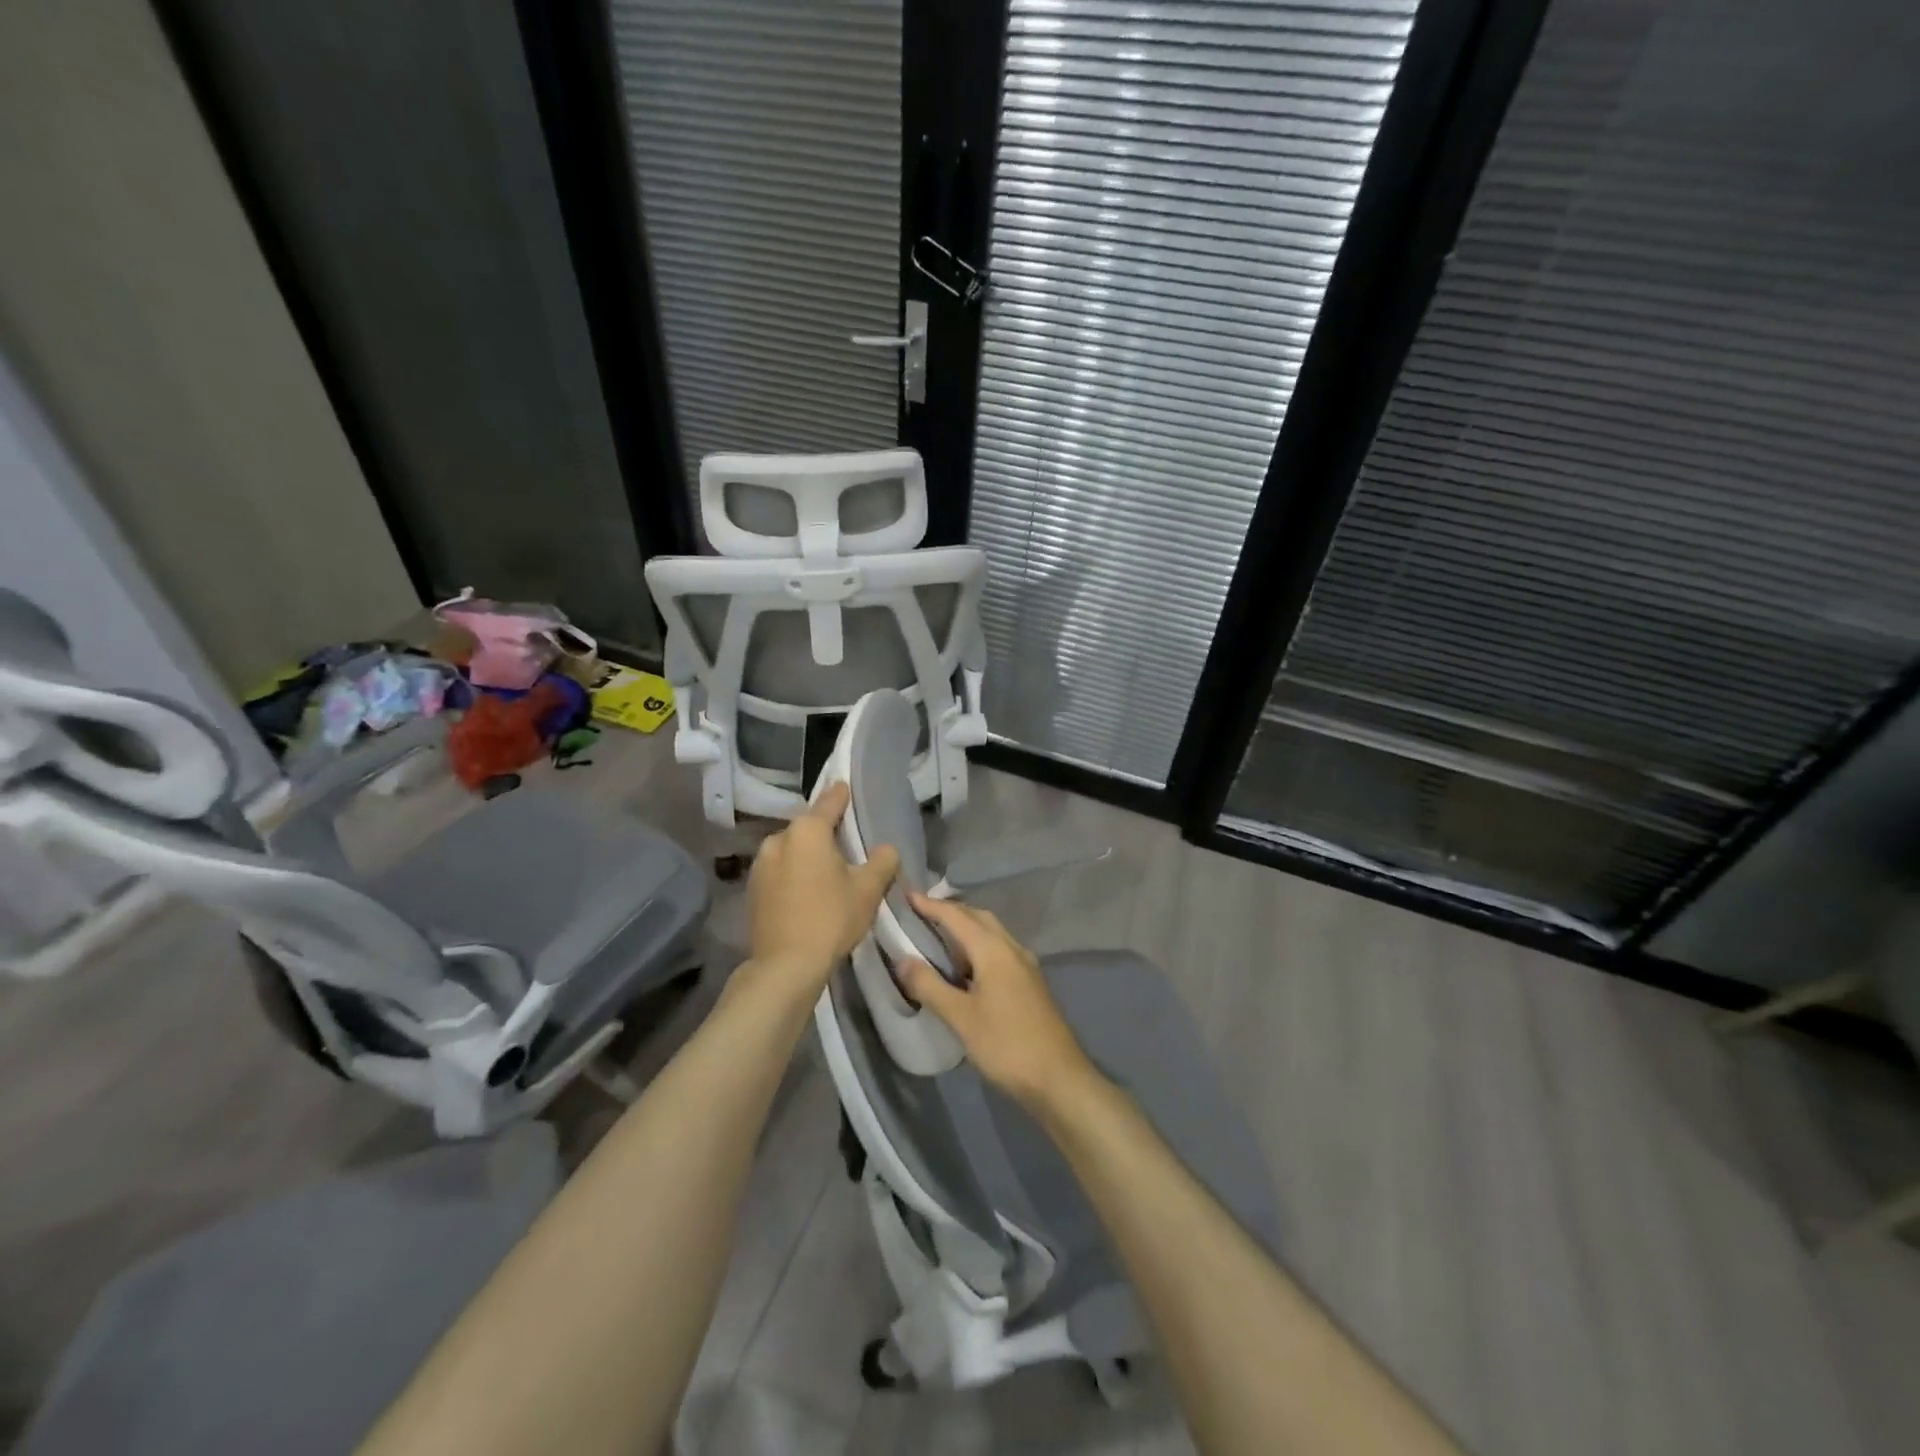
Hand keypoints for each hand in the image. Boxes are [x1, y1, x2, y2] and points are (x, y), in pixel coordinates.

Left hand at [745, 782, 898, 992]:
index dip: (843, 795)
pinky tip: (807, 893)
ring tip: (827, 874)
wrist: (786, 966)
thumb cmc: (831, 918)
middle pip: (809, 828)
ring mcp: (760, 864)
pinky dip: (794, 875)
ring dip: (808, 856)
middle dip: (826, 834)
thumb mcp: (868, 889)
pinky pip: (780, 871)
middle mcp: (778, 838)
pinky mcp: (751, 889)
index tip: (848, 788)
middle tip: (847, 847)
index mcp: (807, 830)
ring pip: (792, 850)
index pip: (830, 801)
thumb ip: (883, 860)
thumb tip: (886, 849)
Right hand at [898, 895, 1097, 1110]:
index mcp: (994, 950)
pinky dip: (977, 948)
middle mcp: (1012, 948)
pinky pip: (999, 951)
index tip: (906, 896)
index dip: (931, 905)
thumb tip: (902, 959)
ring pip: (991, 934)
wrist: (1059, 1078)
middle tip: (920, 915)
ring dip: (965, 929)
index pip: (957, 916)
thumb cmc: (1006, 1045)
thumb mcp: (961, 1018)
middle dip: (950, 912)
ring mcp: (1025, 965)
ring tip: (936, 940)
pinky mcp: (1030, 983)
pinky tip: (964, 969)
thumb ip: (930, 986)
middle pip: (978, 918)